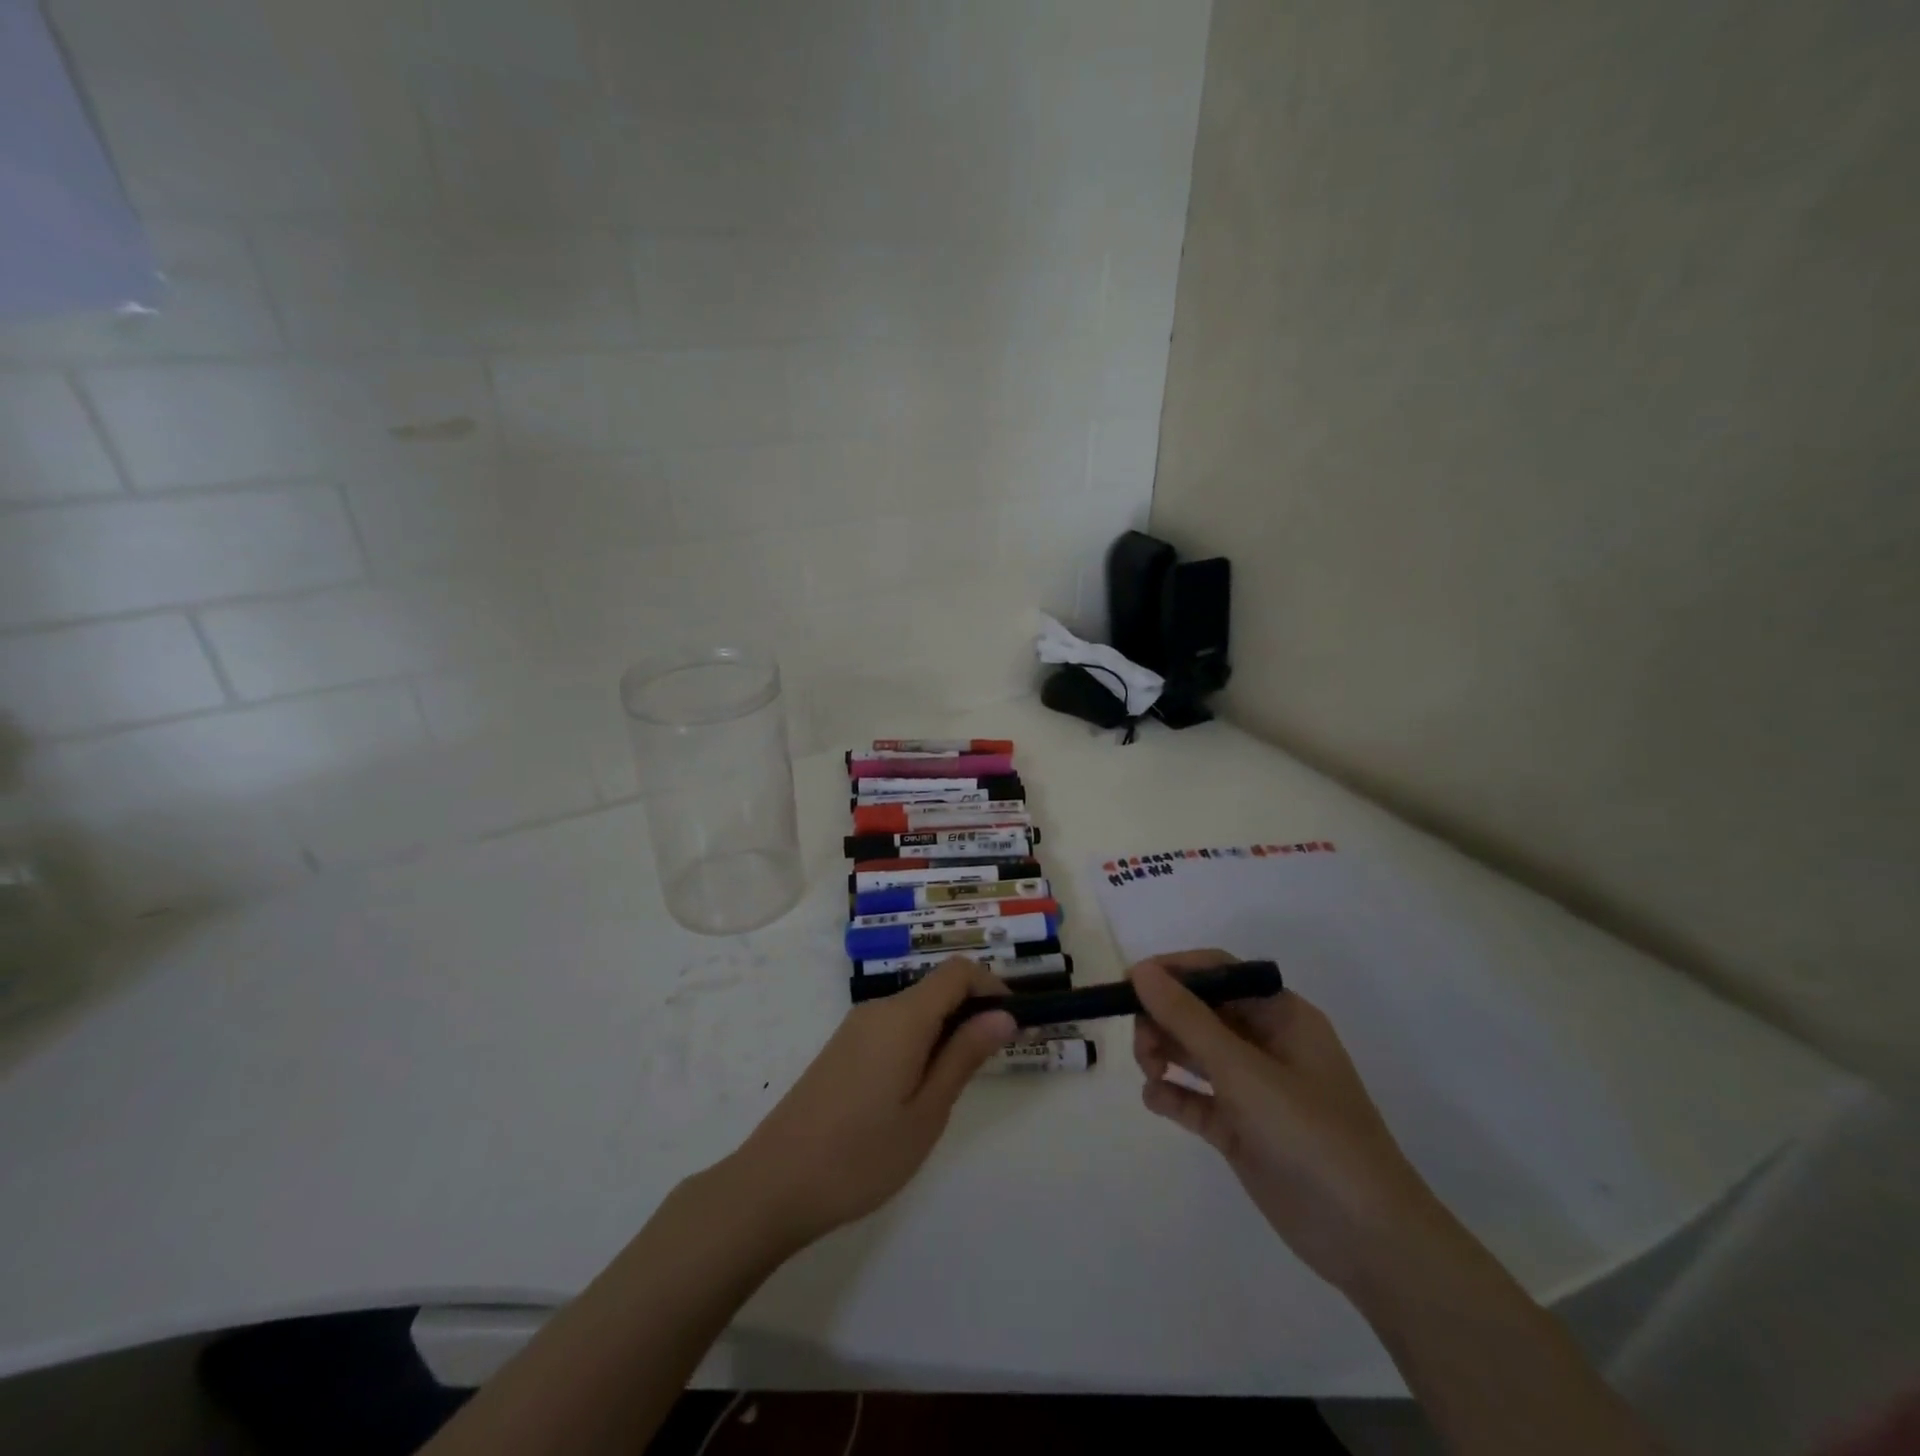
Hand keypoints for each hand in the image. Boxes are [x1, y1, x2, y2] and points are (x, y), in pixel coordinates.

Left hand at [726, 958, 1016, 1248]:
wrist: (773, 1184)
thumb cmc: (861, 1155)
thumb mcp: (926, 1112)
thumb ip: (964, 1056)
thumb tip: (1004, 1015)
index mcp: (903, 1017)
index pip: (957, 972)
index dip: (992, 986)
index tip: (1014, 1023)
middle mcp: (878, 1010)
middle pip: (937, 989)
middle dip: (972, 1012)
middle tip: (993, 1063)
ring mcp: (855, 1029)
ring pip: (915, 1010)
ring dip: (946, 1031)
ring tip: (955, 1086)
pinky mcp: (842, 1050)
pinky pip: (893, 1029)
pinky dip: (919, 1043)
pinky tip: (917, 1091)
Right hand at [1131, 950, 1457, 1295]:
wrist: (1368, 1239)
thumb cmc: (1311, 1134)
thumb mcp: (1244, 1070)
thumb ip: (1188, 1019)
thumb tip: (1141, 970)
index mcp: (1281, 1016)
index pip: (1218, 972)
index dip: (1173, 972)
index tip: (1129, 984)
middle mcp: (1266, 1044)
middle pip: (1200, 1011)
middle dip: (1164, 1019)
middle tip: (1141, 1044)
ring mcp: (1253, 1088)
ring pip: (1193, 1052)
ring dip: (1163, 1053)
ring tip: (1149, 1072)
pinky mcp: (1241, 1128)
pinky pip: (1196, 1098)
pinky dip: (1173, 1094)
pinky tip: (1156, 1099)